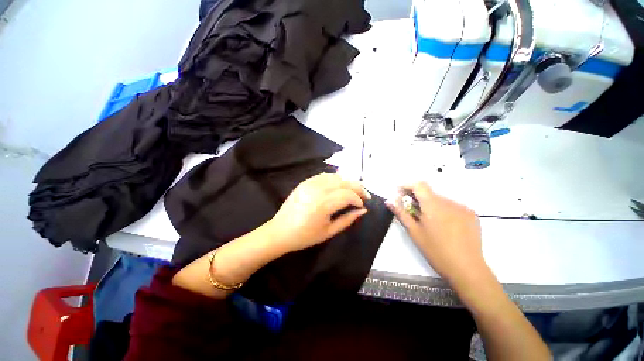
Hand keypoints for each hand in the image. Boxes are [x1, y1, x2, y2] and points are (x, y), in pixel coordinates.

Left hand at [268, 173, 370, 252]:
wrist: (280, 231)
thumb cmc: (305, 236)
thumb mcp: (329, 232)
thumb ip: (348, 219)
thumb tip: (363, 210)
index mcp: (323, 204)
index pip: (347, 195)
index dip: (358, 199)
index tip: (362, 205)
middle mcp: (317, 190)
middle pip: (343, 182)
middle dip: (357, 187)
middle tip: (365, 195)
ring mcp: (309, 184)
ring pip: (335, 177)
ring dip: (347, 182)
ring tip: (353, 190)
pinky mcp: (305, 182)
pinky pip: (324, 176)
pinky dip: (335, 179)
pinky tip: (339, 186)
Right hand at [386, 181, 486, 284]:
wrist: (467, 269)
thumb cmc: (436, 251)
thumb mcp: (414, 232)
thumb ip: (401, 213)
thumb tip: (388, 201)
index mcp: (433, 205)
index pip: (419, 184)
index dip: (407, 185)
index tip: (400, 193)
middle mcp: (449, 202)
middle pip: (429, 192)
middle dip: (417, 197)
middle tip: (412, 210)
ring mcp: (463, 208)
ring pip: (441, 199)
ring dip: (430, 204)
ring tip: (429, 221)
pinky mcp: (471, 214)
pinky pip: (452, 206)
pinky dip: (443, 210)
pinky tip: (444, 225)